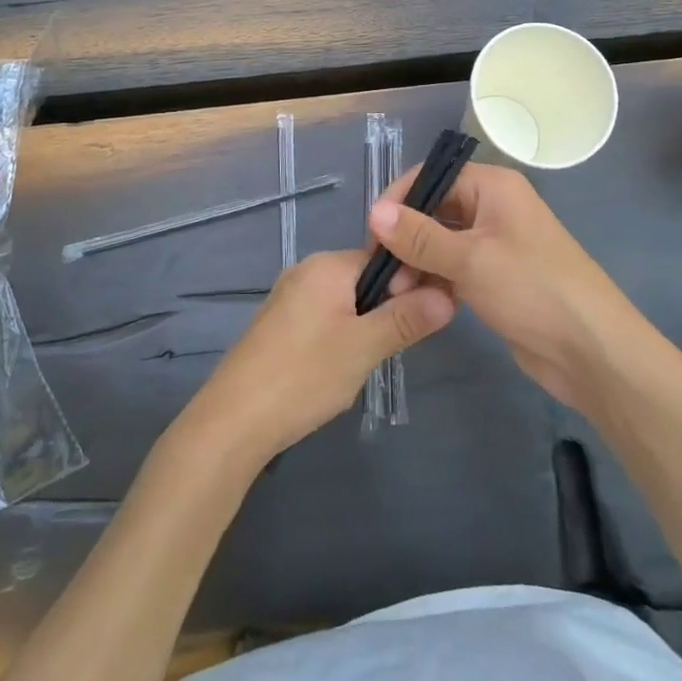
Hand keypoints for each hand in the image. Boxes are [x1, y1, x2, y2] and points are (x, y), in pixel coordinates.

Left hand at [177, 249, 455, 467]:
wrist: (233, 420)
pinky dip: (338, 339)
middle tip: (387, 351)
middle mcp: (306, 271)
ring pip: (346, 303)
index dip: (409, 287)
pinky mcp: (278, 325)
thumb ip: (406, 319)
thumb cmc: (303, 375)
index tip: (422, 320)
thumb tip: (448, 295)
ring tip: (361, 366)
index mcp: (327, 265)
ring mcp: (289, 297)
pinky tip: (334, 372)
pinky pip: (323, 319)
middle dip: (385, 312)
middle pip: (365, 280)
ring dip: (363, 330)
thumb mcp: (364, 348)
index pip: (385, 260)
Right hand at [368, 163, 647, 413]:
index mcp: (493, 187)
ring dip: (416, 263)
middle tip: (382, 273)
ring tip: (396, 293)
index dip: (399, 201)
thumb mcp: (471, 259)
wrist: (592, 351)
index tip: (372, 236)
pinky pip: (454, 267)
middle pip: (434, 210)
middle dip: (405, 238)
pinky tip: (417, 301)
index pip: (432, 178)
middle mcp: (494, 207)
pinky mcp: (496, 277)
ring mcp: (496, 243)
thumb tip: (374, 212)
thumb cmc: (533, 290)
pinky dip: (434, 279)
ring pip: (441, 242)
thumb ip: (419, 235)